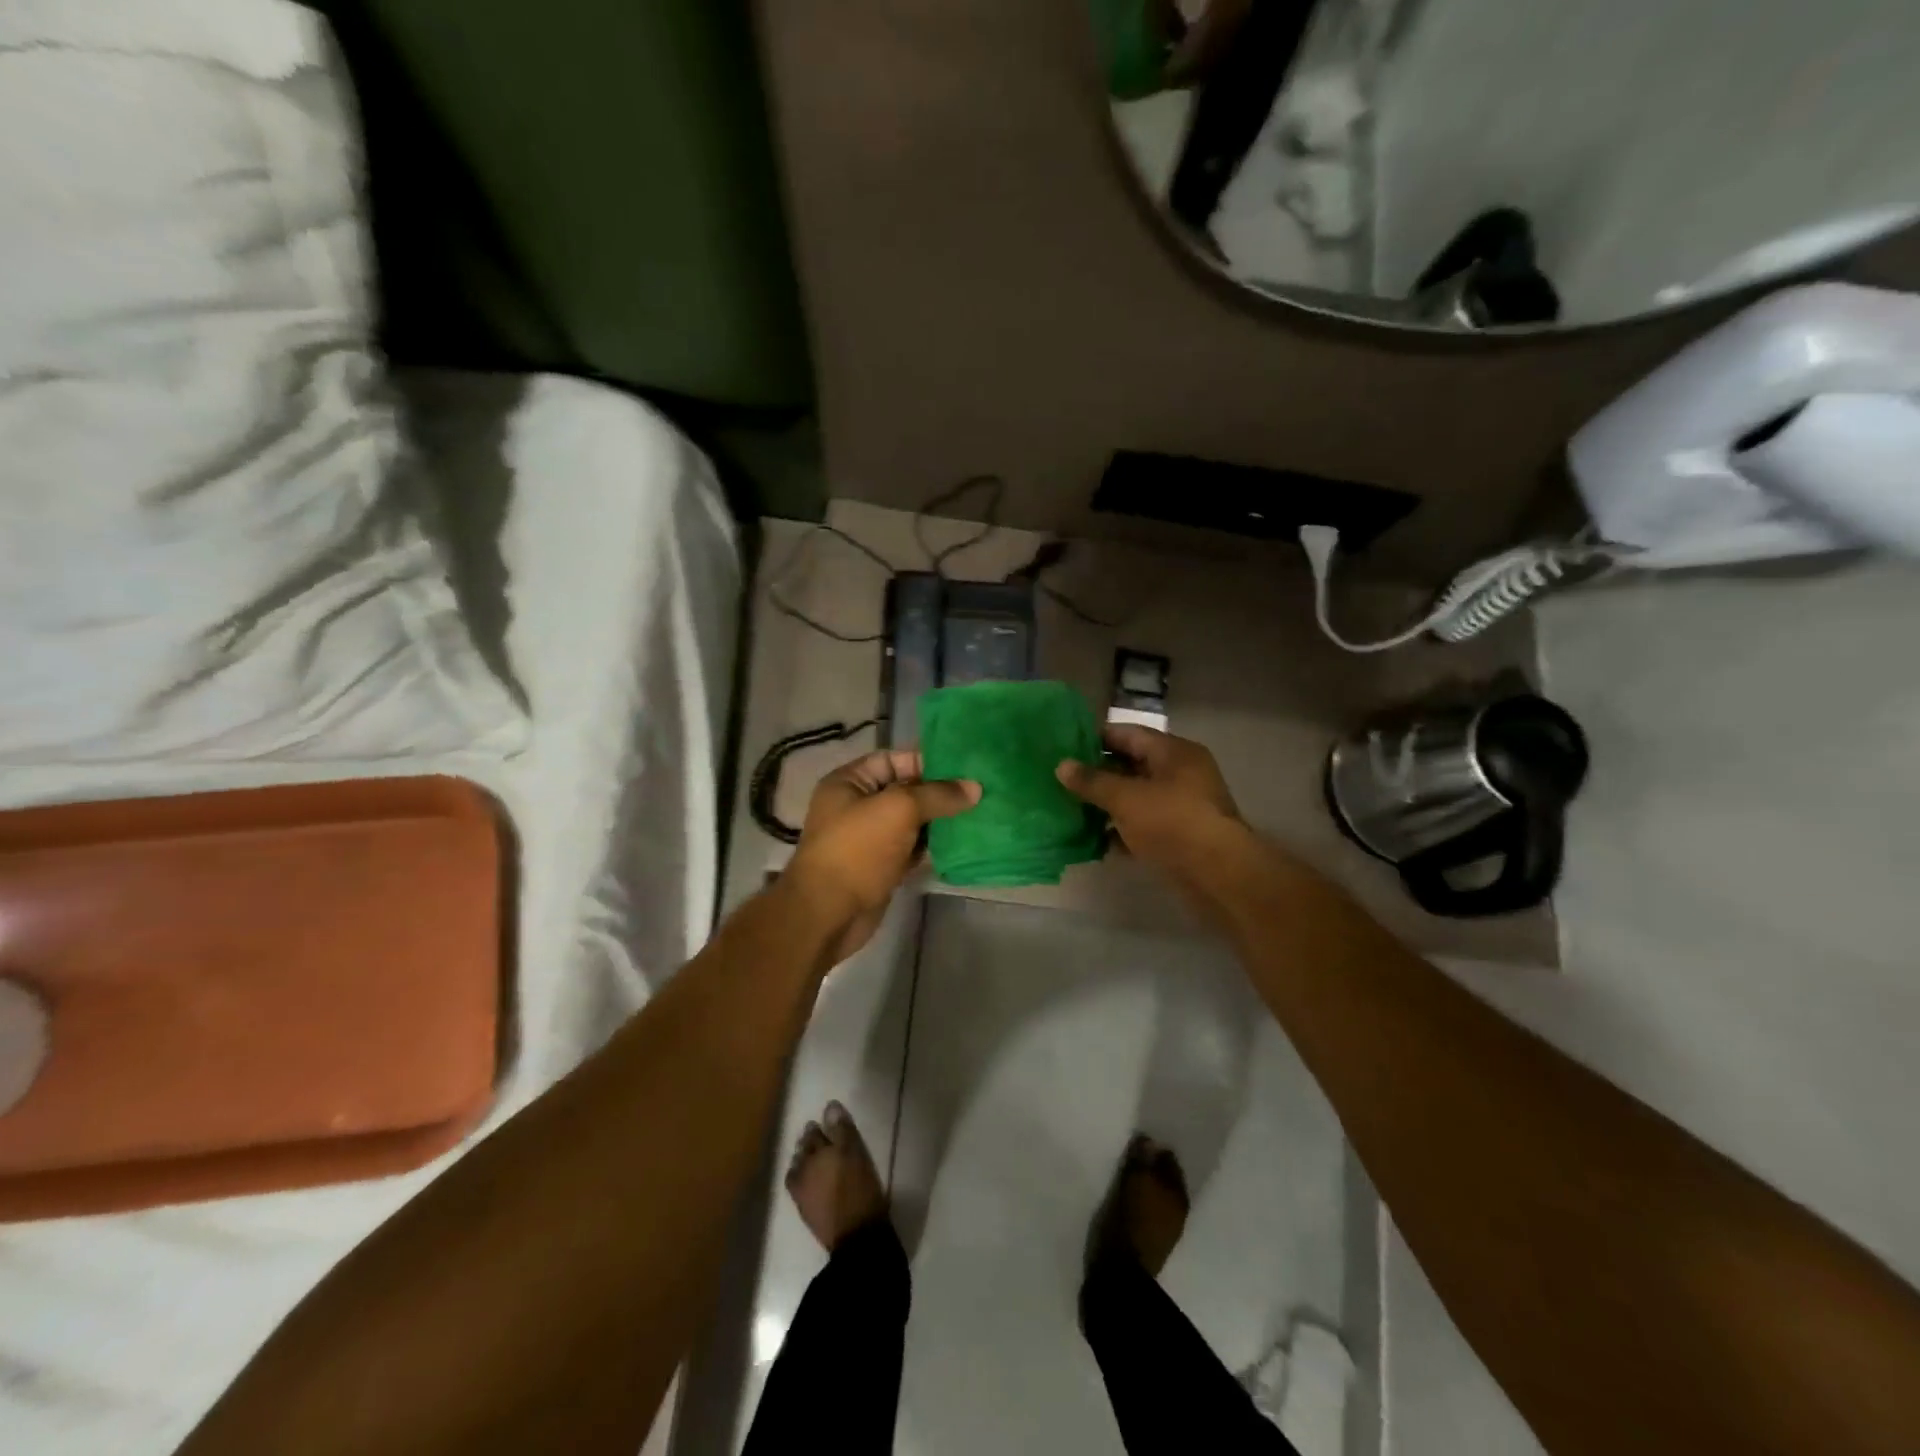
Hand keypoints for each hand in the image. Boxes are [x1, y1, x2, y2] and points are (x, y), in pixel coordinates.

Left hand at [786, 749, 979, 964]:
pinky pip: (912, 848)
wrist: (828, 914)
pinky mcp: (881, 866)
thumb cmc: (857, 850)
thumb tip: (975, 787)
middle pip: (905, 790)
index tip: (964, 768)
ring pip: (912, 821)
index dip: (926, 761)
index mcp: (849, 782)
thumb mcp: (899, 810)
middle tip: (979, 791)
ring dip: (940, 820)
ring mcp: (869, 838)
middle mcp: (857, 805)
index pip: (893, 760)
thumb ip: (937, 795)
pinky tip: (962, 842)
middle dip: (939, 792)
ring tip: (978, 814)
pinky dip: (933, 846)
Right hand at [1056, 725, 1242, 875]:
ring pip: (1136, 797)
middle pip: (1132, 765)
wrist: (1218, 874)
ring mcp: (1182, 805)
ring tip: (1071, 809)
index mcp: (1173, 752)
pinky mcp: (1181, 835)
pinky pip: (1144, 824)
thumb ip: (1092, 781)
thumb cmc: (1171, 822)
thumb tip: (1062, 765)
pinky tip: (1095, 840)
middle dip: (1098, 774)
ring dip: (1107, 804)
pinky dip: (1122, 830)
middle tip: (1062, 780)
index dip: (1094, 738)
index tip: (1063, 747)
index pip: (1127, 733)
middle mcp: (1181, 773)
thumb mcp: (1125, 798)